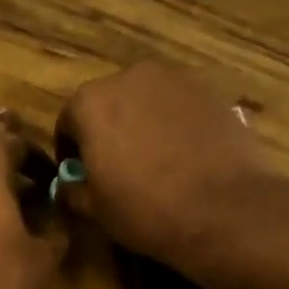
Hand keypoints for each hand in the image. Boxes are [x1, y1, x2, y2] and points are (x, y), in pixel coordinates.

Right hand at [57, 62, 264, 265]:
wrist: (221, 209)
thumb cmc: (145, 210)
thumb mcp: (96, 211)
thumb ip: (73, 191)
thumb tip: (68, 186)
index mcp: (91, 103)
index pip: (68, 121)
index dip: (70, 150)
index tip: (79, 175)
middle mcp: (130, 77)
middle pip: (109, 103)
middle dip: (108, 130)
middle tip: (117, 167)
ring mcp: (174, 79)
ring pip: (146, 101)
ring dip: (142, 124)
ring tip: (153, 162)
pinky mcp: (210, 91)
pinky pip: (179, 107)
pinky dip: (175, 124)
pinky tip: (184, 157)